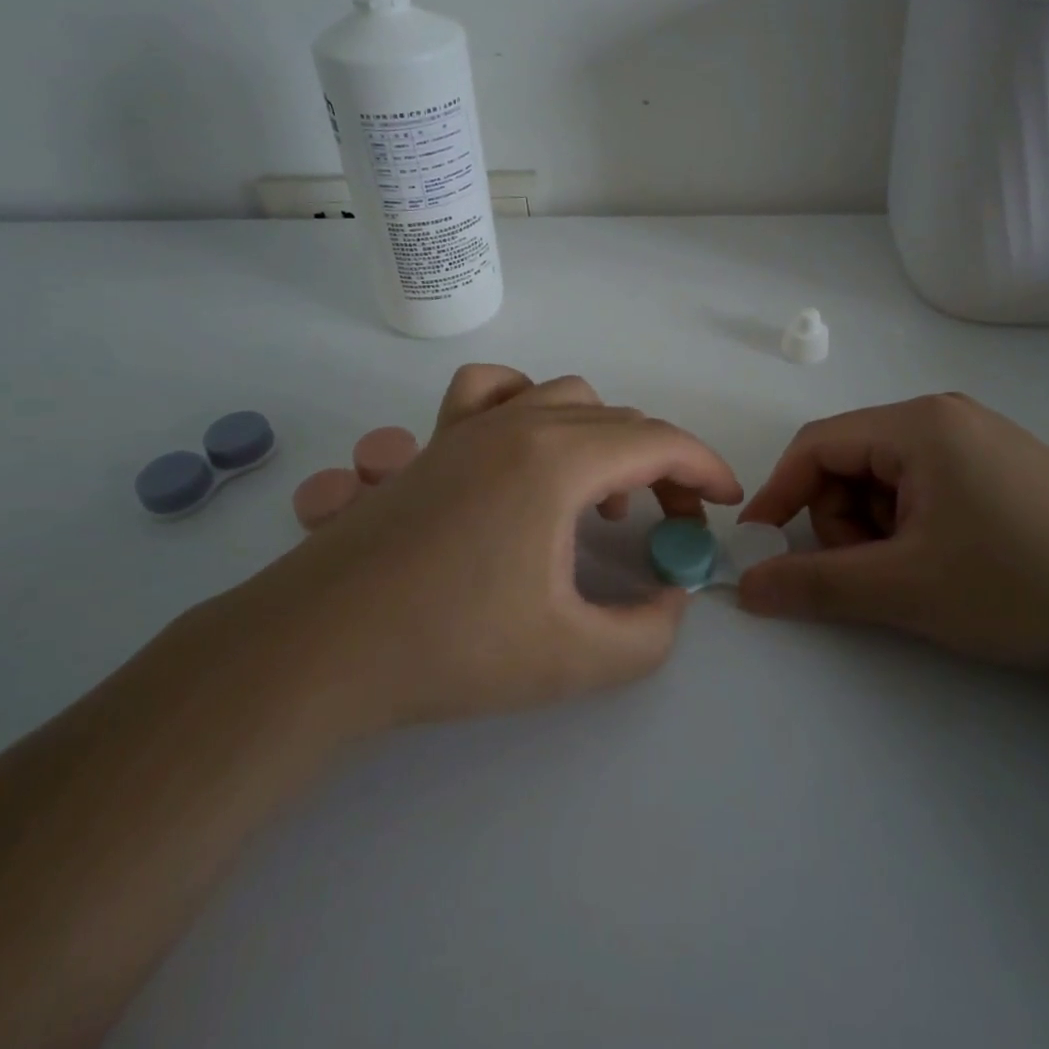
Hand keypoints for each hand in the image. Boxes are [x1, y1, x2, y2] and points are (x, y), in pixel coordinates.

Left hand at [236, 366, 741, 729]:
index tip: (726, 504)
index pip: (659, 441)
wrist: (321, 647)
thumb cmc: (451, 649)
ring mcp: (470, 425)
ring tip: (600, 498)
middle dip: (663, 464)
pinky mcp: (434, 442)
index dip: (705, 468)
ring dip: (604, 437)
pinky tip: (524, 451)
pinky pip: (493, 390)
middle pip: (620, 420)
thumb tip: (673, 595)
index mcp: (558, 461)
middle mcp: (519, 423)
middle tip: (671, 523)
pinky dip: (528, 404)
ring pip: (565, 397)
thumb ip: (650, 632)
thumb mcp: (574, 658)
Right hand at [734, 393, 1048, 668]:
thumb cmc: (1021, 585)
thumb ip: (815, 585)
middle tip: (878, 576)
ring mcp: (975, 440)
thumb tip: (745, 586)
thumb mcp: (906, 589)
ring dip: (878, 530)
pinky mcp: (997, 469)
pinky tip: (948, 564)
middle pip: (851, 463)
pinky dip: (912, 528)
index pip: (817, 444)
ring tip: (920, 576)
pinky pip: (923, 489)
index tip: (760, 544)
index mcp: (917, 424)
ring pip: (885, 481)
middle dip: (844, 522)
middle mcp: (942, 417)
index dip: (779, 492)